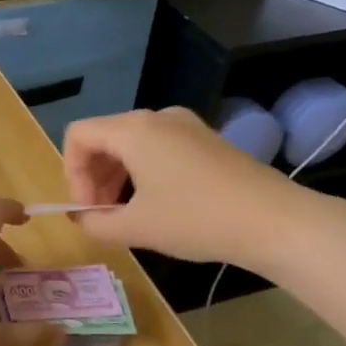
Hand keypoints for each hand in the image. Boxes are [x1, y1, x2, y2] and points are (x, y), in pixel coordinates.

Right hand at [63, 107, 339, 271]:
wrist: (274, 221)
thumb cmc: (195, 220)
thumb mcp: (136, 228)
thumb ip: (95, 223)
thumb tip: (81, 218)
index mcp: (133, 130)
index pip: (78, 135)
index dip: (71, 173)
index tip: (87, 208)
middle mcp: (156, 117)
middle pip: (104, 137)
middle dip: (94, 176)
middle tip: (102, 215)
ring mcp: (185, 125)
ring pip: (132, 143)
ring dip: (118, 176)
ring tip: (127, 214)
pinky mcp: (206, 139)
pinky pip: (158, 147)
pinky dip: (144, 171)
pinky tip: (158, 205)